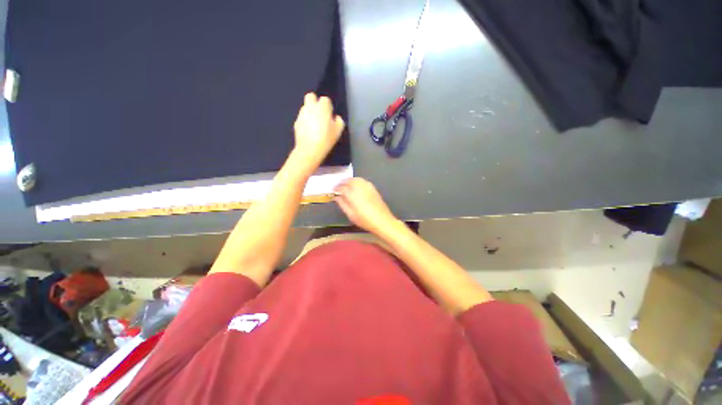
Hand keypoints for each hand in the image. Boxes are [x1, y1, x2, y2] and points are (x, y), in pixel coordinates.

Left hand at [293, 93, 344, 169]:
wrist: (309, 149)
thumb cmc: (326, 139)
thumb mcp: (338, 131)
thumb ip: (339, 121)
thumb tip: (336, 118)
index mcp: (322, 107)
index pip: (325, 99)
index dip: (328, 107)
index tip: (330, 115)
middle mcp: (310, 107)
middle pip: (311, 96)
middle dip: (315, 102)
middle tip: (320, 114)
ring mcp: (301, 114)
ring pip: (305, 107)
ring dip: (310, 112)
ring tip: (315, 125)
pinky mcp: (296, 123)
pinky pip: (301, 118)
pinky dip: (305, 122)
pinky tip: (309, 131)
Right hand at [334, 178, 398, 234]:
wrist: (382, 221)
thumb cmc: (365, 220)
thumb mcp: (351, 215)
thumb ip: (342, 204)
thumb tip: (337, 197)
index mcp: (353, 195)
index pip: (342, 187)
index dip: (336, 188)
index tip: (333, 190)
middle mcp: (360, 188)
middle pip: (349, 180)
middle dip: (343, 182)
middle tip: (338, 186)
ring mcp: (368, 187)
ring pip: (357, 179)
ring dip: (350, 180)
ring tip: (346, 184)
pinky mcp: (373, 189)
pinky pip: (364, 181)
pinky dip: (358, 181)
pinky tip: (357, 185)